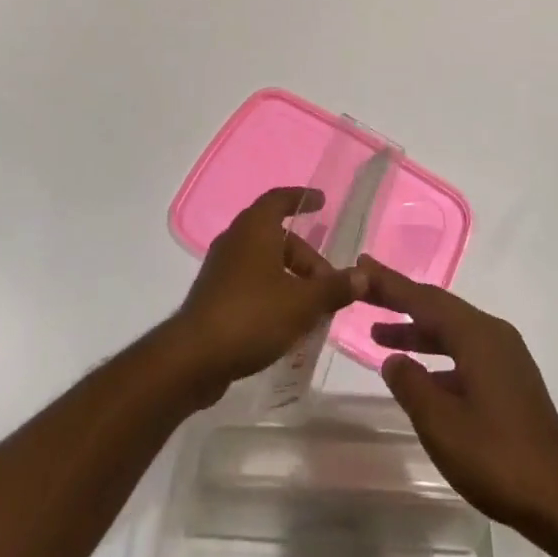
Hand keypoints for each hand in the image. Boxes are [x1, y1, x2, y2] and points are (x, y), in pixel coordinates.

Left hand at [170, 187, 363, 404]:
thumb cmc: (252, 316)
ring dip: (289, 276)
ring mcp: (221, 267)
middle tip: (328, 282)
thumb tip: (364, 276)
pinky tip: (285, 320)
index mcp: (255, 228)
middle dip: (305, 256)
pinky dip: (271, 290)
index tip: (322, 202)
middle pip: (276, 236)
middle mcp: (235, 239)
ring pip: (263, 260)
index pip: (280, 199)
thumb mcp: (302, 303)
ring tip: (312, 304)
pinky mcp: (213, 294)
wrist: (193, 358)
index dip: (302, 198)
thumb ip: (334, 288)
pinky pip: (250, 280)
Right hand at [362, 256, 557, 535]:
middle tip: (364, 291)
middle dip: (400, 300)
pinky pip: (464, 351)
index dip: (389, 283)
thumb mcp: (442, 424)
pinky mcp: (511, 380)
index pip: (423, 299)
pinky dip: (437, 354)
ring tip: (380, 335)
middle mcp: (492, 333)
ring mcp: (505, 356)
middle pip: (438, 307)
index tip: (361, 264)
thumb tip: (394, 359)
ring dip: (417, 331)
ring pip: (451, 331)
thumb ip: (412, 386)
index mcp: (476, 335)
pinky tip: (421, 375)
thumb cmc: (497, 458)